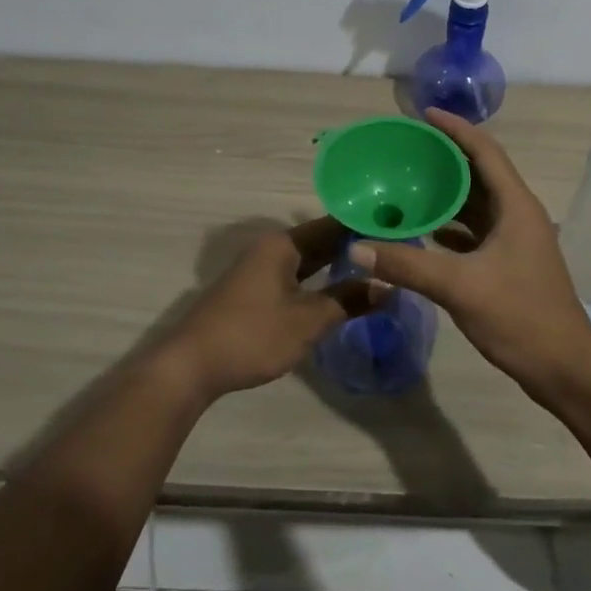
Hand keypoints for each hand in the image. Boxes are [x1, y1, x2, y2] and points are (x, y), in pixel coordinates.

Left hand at [163, 217, 383, 401]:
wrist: (190, 365)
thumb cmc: (252, 335)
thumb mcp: (308, 320)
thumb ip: (348, 300)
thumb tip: (387, 286)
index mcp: (283, 244)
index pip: (334, 224)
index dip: (365, 227)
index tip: (399, 231)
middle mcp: (271, 248)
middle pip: (320, 240)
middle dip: (355, 247)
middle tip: (395, 253)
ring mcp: (259, 269)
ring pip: (307, 260)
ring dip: (337, 265)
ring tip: (376, 270)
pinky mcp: (253, 291)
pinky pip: (296, 275)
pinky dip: (318, 280)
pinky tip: (338, 291)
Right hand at [349, 109, 590, 401]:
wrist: (565, 369)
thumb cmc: (520, 318)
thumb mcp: (460, 288)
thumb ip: (407, 266)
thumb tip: (357, 248)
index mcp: (516, 207)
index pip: (485, 152)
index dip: (456, 129)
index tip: (424, 114)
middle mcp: (519, 215)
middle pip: (480, 174)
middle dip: (446, 158)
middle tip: (407, 149)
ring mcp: (516, 241)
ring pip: (478, 205)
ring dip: (447, 193)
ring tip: (409, 184)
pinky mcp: (510, 264)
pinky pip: (476, 232)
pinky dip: (450, 226)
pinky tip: (423, 232)